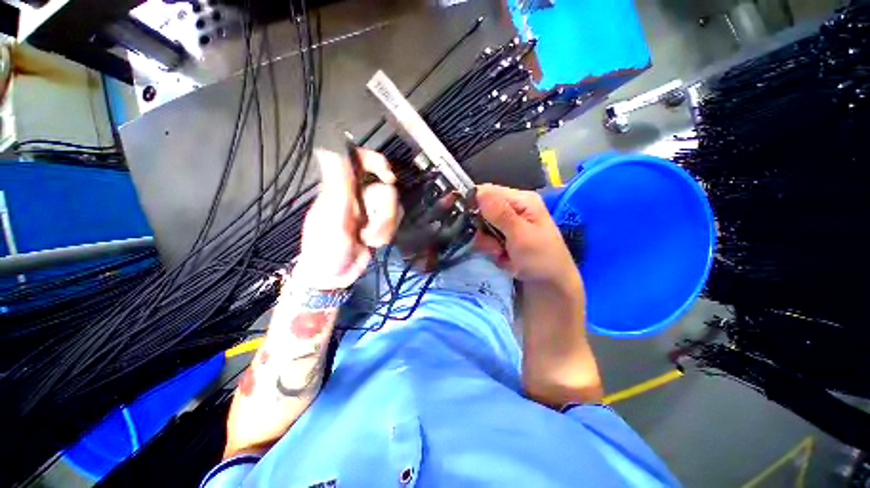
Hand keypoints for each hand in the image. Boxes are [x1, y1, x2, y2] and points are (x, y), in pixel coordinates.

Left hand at [294, 148, 399, 289]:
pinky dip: (387, 233)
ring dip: (384, 227)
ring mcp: (372, 211)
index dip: (377, 161)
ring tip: (368, 241)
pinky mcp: (381, 224)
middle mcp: (359, 195)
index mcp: (343, 188)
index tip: (388, 176)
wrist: (335, 276)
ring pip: (393, 207)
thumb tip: (329, 147)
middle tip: (368, 231)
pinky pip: (395, 220)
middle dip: (383, 213)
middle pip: (386, 190)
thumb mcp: (332, 217)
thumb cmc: (326, 247)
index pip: (359, 160)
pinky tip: (375, 243)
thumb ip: (337, 184)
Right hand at [474, 184, 579, 291]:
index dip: (475, 203)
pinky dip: (490, 250)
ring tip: (500, 254)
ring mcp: (508, 226)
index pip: (488, 191)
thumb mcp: (521, 235)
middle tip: (493, 245)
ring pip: (482, 227)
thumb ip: (500, 213)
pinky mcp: (503, 240)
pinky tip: (502, 259)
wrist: (551, 289)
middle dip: (482, 229)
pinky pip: (486, 240)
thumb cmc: (541, 260)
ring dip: (487, 243)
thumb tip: (479, 191)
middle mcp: (513, 209)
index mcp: (522, 201)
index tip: (468, 220)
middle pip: (482, 210)